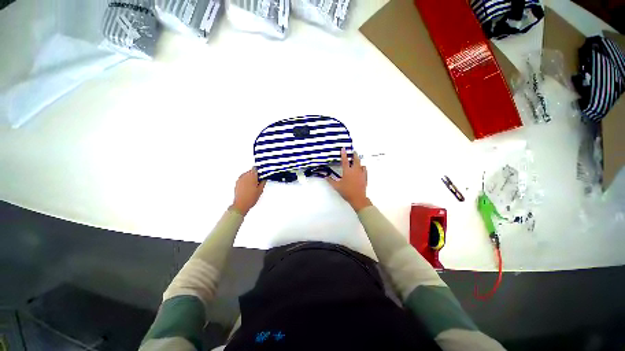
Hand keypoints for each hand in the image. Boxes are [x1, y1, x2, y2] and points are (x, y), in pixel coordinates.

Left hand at [231, 168, 265, 215]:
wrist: (241, 204)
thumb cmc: (250, 198)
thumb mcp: (260, 190)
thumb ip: (262, 183)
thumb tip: (264, 179)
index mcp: (252, 177)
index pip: (255, 169)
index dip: (259, 171)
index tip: (261, 174)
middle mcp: (245, 176)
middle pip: (250, 171)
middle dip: (255, 174)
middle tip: (259, 180)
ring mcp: (240, 179)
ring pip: (246, 174)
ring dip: (250, 177)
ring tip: (253, 184)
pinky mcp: (237, 183)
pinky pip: (242, 178)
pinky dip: (246, 180)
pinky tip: (248, 186)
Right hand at [327, 148, 371, 210]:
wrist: (358, 198)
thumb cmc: (346, 192)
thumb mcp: (337, 186)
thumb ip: (331, 180)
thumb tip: (326, 176)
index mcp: (347, 172)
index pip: (345, 161)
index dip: (343, 154)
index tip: (343, 148)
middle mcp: (355, 171)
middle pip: (356, 160)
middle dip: (354, 154)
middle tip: (353, 151)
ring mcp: (361, 173)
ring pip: (361, 164)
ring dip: (358, 161)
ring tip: (357, 159)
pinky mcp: (365, 177)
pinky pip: (364, 170)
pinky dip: (362, 167)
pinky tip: (361, 168)